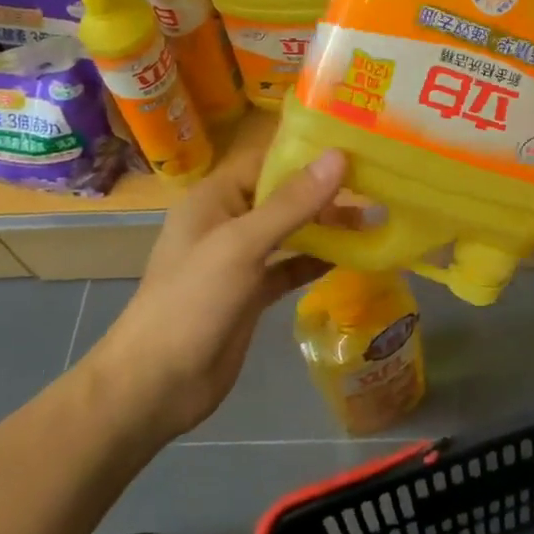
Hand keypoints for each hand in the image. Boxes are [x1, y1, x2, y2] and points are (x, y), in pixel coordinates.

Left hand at [90, 138, 346, 441]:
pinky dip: (316, 261)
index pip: (268, 161)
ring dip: (326, 228)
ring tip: (373, 221)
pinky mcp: (251, 293)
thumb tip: (338, 156)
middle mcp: (228, 221)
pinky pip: (289, 267)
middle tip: (376, 188)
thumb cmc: (193, 301)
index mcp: (215, 197)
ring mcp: (239, 259)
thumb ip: (292, 202)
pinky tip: (352, 258)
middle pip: (283, 196)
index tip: (357, 148)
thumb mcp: (242, 244)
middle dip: (325, 193)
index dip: (309, 153)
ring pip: (290, 232)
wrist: (156, 385)